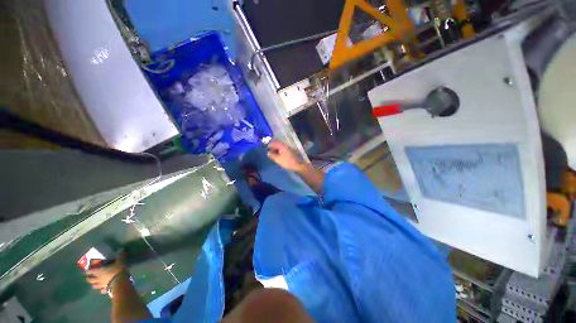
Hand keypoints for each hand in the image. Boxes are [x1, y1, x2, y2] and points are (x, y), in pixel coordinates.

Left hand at [85, 251, 126, 294]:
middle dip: (88, 278)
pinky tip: (103, 289)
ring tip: (94, 283)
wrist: (120, 282)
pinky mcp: (106, 289)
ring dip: (93, 284)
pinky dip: (101, 290)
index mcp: (99, 271)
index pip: (90, 270)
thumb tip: (122, 249)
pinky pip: (102, 290)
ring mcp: (101, 285)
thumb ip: (121, 255)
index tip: (88, 268)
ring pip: (94, 286)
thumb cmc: (117, 270)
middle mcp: (98, 278)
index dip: (88, 269)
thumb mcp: (120, 261)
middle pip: (90, 279)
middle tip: (89, 276)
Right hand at [267, 140, 305, 171]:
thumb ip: (272, 155)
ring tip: (273, 155)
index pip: (274, 142)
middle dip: (273, 147)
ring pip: (281, 147)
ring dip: (276, 150)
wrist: (299, 165)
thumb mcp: (278, 159)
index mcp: (282, 145)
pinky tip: (279, 156)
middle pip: (277, 144)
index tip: (266, 149)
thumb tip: (268, 153)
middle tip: (269, 153)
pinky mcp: (291, 151)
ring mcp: (289, 148)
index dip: (269, 145)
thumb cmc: (288, 162)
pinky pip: (284, 150)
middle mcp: (286, 145)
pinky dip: (280, 152)